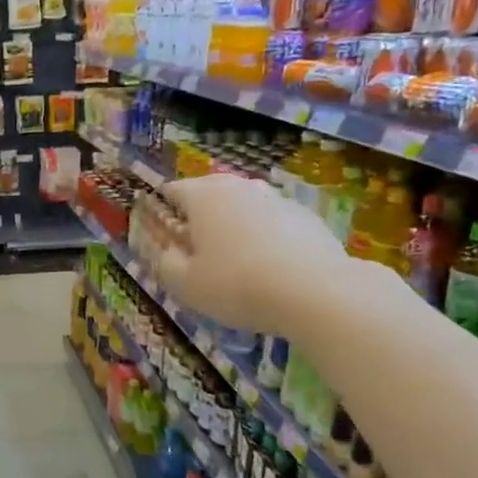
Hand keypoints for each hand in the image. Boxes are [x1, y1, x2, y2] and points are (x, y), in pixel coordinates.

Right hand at [155, 174, 353, 333]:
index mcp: (202, 196)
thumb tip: (165, 250)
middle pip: (208, 192)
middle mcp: (238, 186)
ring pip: (243, 204)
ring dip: (233, 223)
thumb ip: (165, 263)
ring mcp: (275, 197)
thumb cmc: (236, 284)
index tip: (163, 234)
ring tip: (234, 257)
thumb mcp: (185, 284)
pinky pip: (272, 220)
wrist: (315, 291)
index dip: (162, 209)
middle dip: (198, 214)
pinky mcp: (305, 215)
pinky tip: (269, 265)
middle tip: (196, 247)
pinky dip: (264, 235)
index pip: (172, 190)